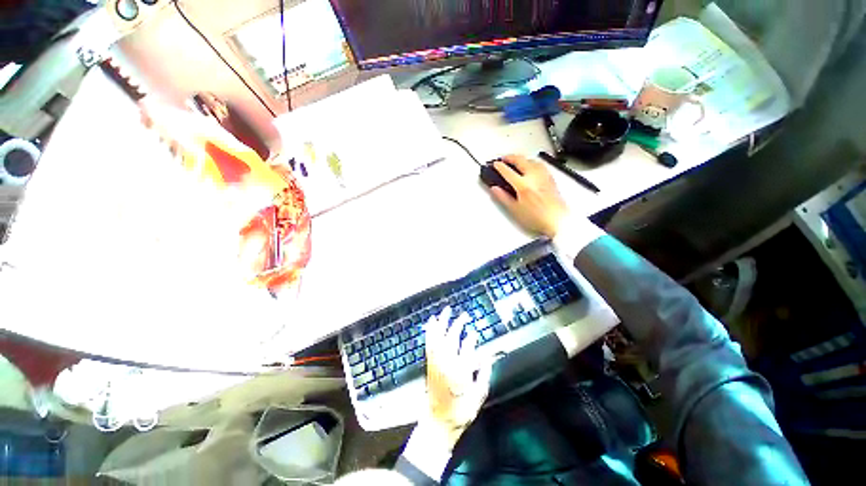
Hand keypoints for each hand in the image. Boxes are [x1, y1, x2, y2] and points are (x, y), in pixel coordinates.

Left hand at [423, 307, 492, 448]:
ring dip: (442, 322)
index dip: (471, 338)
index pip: (467, 349)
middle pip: (452, 338)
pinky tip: (432, 322)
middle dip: (458, 324)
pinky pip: (429, 343)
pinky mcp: (430, 363)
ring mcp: (436, 362)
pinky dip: (430, 331)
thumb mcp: (479, 396)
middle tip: (464, 315)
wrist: (438, 422)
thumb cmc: (461, 411)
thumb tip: (488, 357)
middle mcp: (446, 363)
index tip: (475, 332)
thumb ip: (484, 375)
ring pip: (438, 337)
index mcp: (460, 372)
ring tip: (446, 310)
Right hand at [489, 155, 569, 237]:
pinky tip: (531, 166)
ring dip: (522, 158)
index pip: (508, 171)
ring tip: (516, 160)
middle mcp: (534, 177)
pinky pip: (540, 165)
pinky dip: (532, 162)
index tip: (495, 164)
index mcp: (523, 185)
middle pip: (520, 160)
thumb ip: (503, 197)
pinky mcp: (551, 178)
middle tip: (504, 159)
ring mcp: (544, 176)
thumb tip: (495, 190)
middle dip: (510, 157)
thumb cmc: (538, 218)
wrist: (557, 220)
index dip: (499, 166)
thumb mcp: (515, 210)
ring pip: (531, 160)